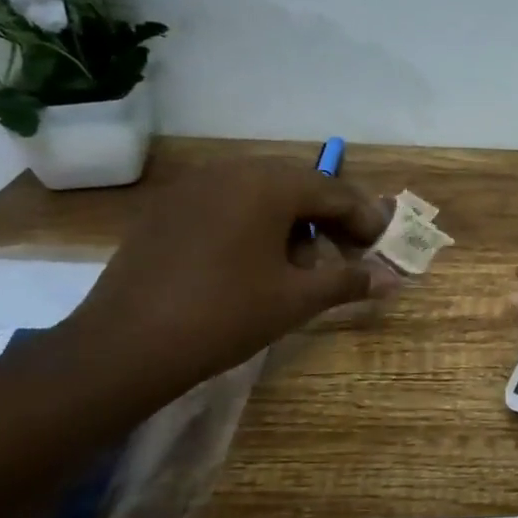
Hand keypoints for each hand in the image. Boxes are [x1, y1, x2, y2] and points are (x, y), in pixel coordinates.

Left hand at [65, 159, 391, 391]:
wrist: (124, 347)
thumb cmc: (224, 316)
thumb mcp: (296, 299)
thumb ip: (349, 281)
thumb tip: (393, 279)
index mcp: (268, 185)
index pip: (334, 192)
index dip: (365, 220)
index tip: (382, 248)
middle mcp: (231, 171)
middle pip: (299, 185)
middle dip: (330, 218)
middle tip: (348, 254)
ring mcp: (193, 186)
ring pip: (262, 193)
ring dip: (293, 221)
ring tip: (302, 264)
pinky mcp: (167, 208)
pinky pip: (227, 203)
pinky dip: (255, 224)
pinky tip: (255, 262)